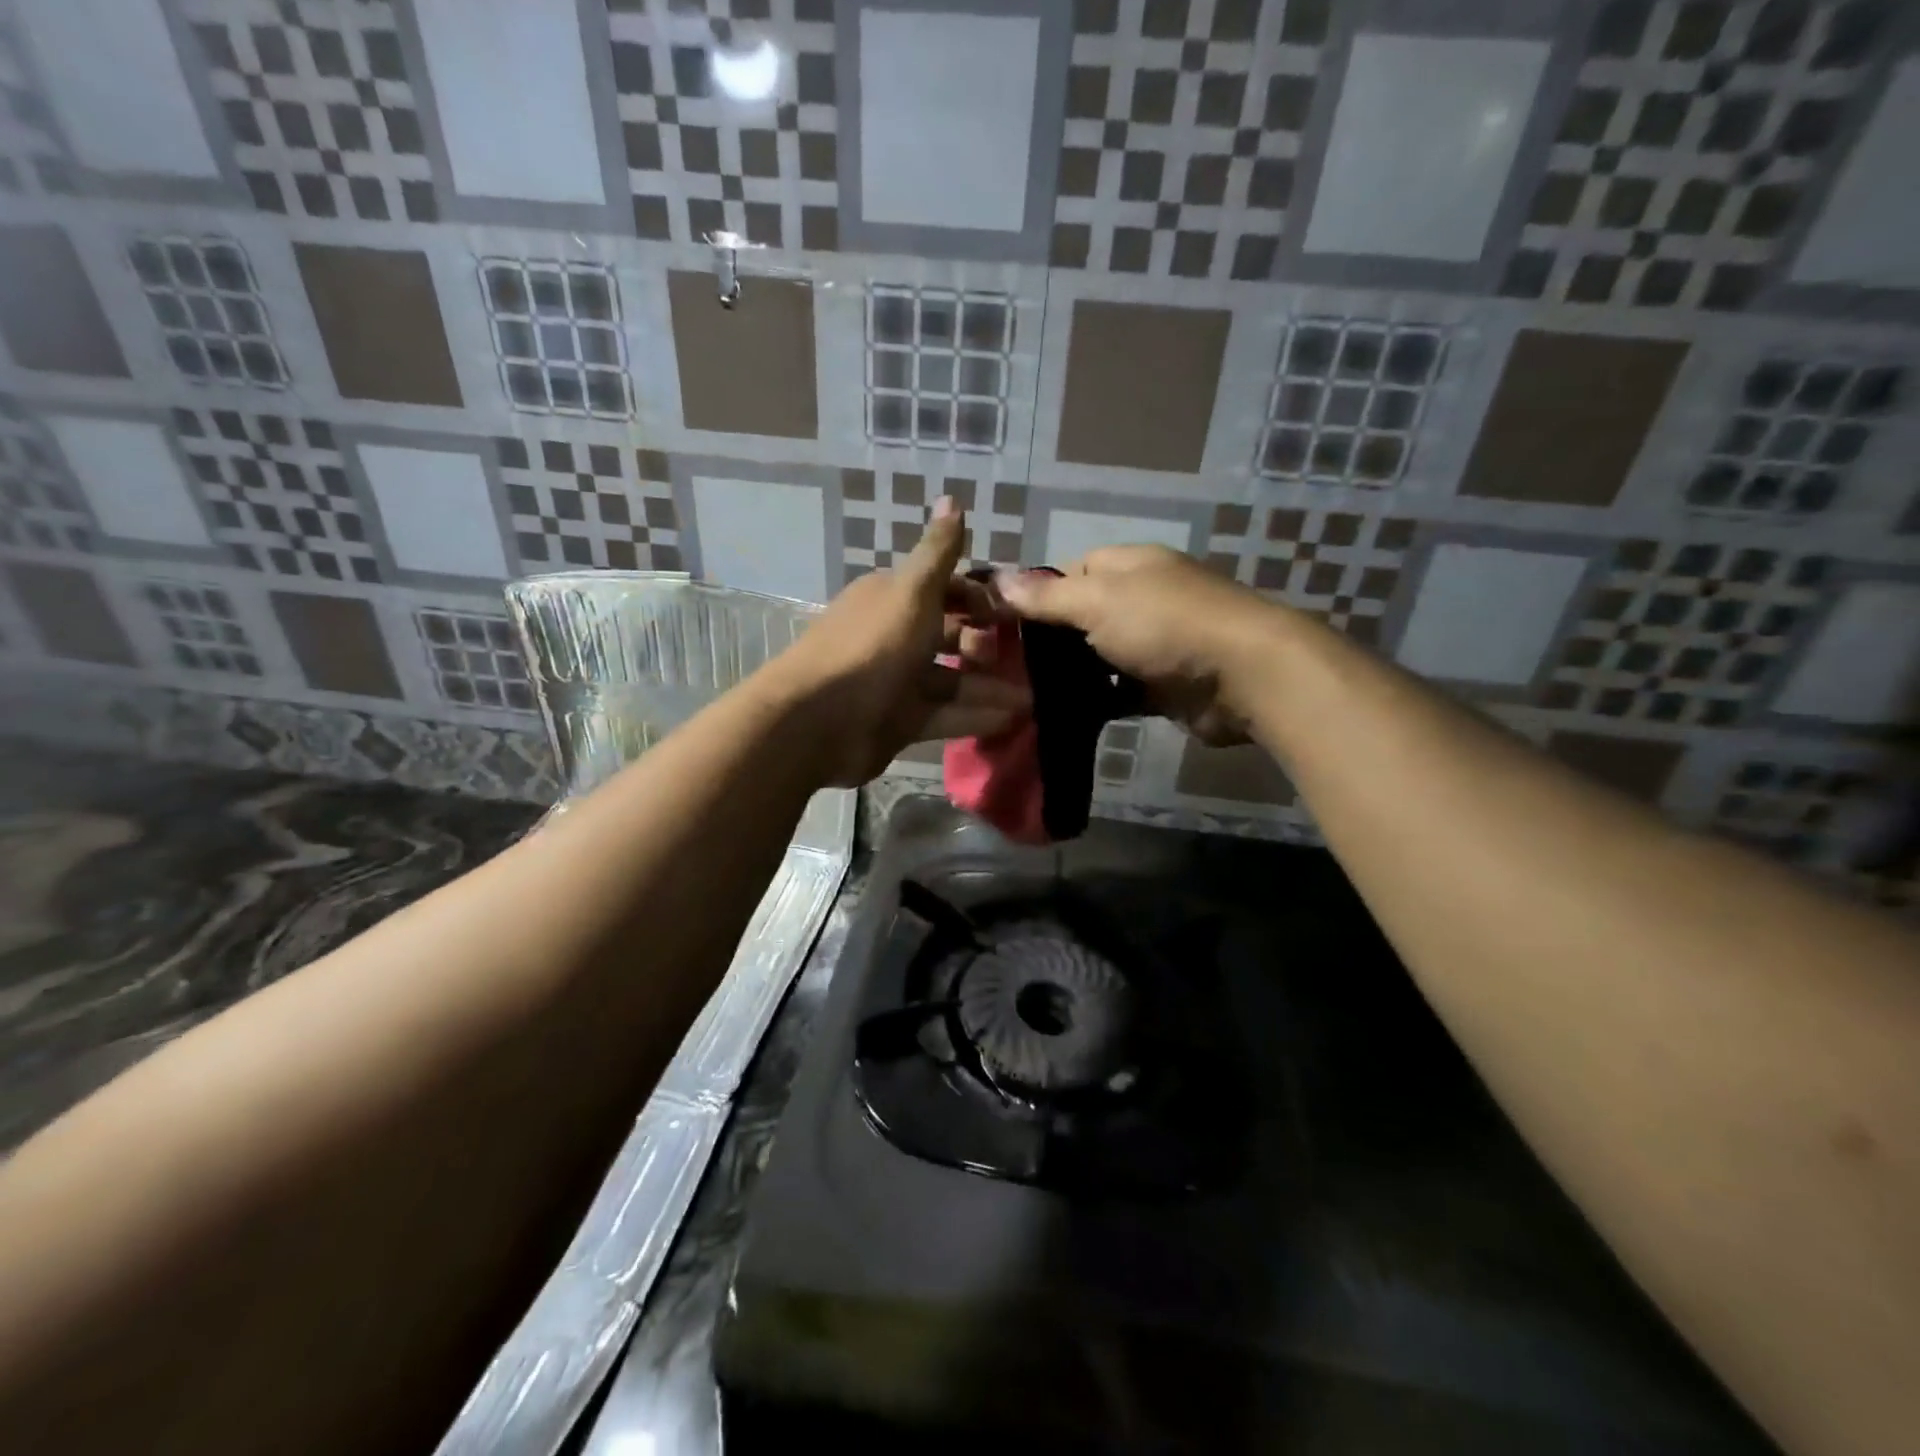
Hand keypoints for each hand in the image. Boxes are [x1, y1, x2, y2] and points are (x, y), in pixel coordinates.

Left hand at [769, 499, 1028, 785]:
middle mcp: (895, 637)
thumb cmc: (872, 646)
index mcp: (893, 598)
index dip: (978, 597)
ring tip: (1033, 697)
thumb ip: (937, 552)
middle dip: (986, 644)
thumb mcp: (911, 591)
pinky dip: (975, 716)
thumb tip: (953, 497)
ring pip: (952, 680)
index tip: (1014, 611)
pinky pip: (945, 715)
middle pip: (949, 636)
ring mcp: (897, 682)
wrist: (819, 720)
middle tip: (1025, 657)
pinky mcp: (900, 722)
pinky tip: (1012, 719)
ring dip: (989, 686)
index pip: (943, 590)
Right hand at [996, 545, 1275, 745]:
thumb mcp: (1098, 601)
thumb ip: (1048, 596)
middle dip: (1052, 640)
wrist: (1243, 676)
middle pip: (1086, 615)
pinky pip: (1120, 691)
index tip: (1006, 624)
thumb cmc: (1166, 625)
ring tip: (1024, 695)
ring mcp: (1157, 643)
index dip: (1041, 593)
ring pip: (1101, 656)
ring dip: (1072, 674)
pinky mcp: (1164, 685)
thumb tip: (997, 578)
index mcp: (1131, 566)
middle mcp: (1144, 599)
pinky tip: (1063, 715)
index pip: (1074, 570)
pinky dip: (1098, 701)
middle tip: (1007, 667)